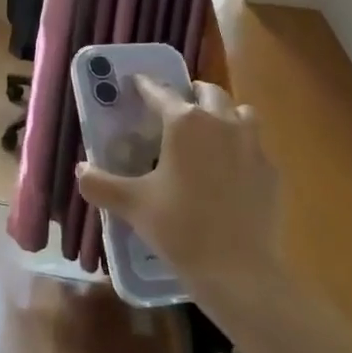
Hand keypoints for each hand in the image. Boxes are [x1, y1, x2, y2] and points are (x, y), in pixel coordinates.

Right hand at [76, 75, 282, 296]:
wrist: (237, 270)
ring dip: (224, 114)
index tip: (137, 82)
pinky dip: (242, 148)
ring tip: (210, 133)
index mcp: (184, 122)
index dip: (146, 85)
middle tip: (176, 109)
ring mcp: (252, 144)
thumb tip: (80, 171)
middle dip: (191, 94)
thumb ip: (100, 184)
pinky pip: (256, 146)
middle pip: (208, 92)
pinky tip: (232, 171)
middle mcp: (221, 122)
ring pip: (240, 112)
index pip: (161, 91)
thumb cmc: (180, 228)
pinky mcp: (271, 170)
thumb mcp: (132, 205)